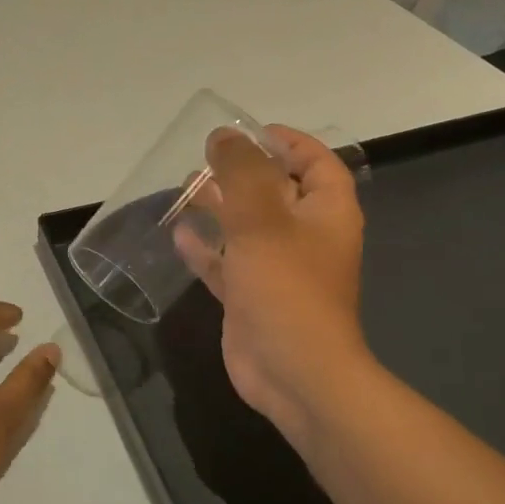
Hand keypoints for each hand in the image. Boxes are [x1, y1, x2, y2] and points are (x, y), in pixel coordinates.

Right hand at [175, 126, 372, 440]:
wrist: (294, 372)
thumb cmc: (286, 286)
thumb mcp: (262, 218)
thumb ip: (241, 172)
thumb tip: (223, 136)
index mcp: (325, 212)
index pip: (315, 162)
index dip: (286, 142)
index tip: (246, 131)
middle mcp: (306, 236)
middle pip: (276, 191)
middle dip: (241, 172)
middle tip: (203, 160)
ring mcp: (278, 268)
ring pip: (247, 226)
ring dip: (219, 207)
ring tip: (185, 189)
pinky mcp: (252, 295)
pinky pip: (228, 261)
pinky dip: (206, 247)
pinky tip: (179, 235)